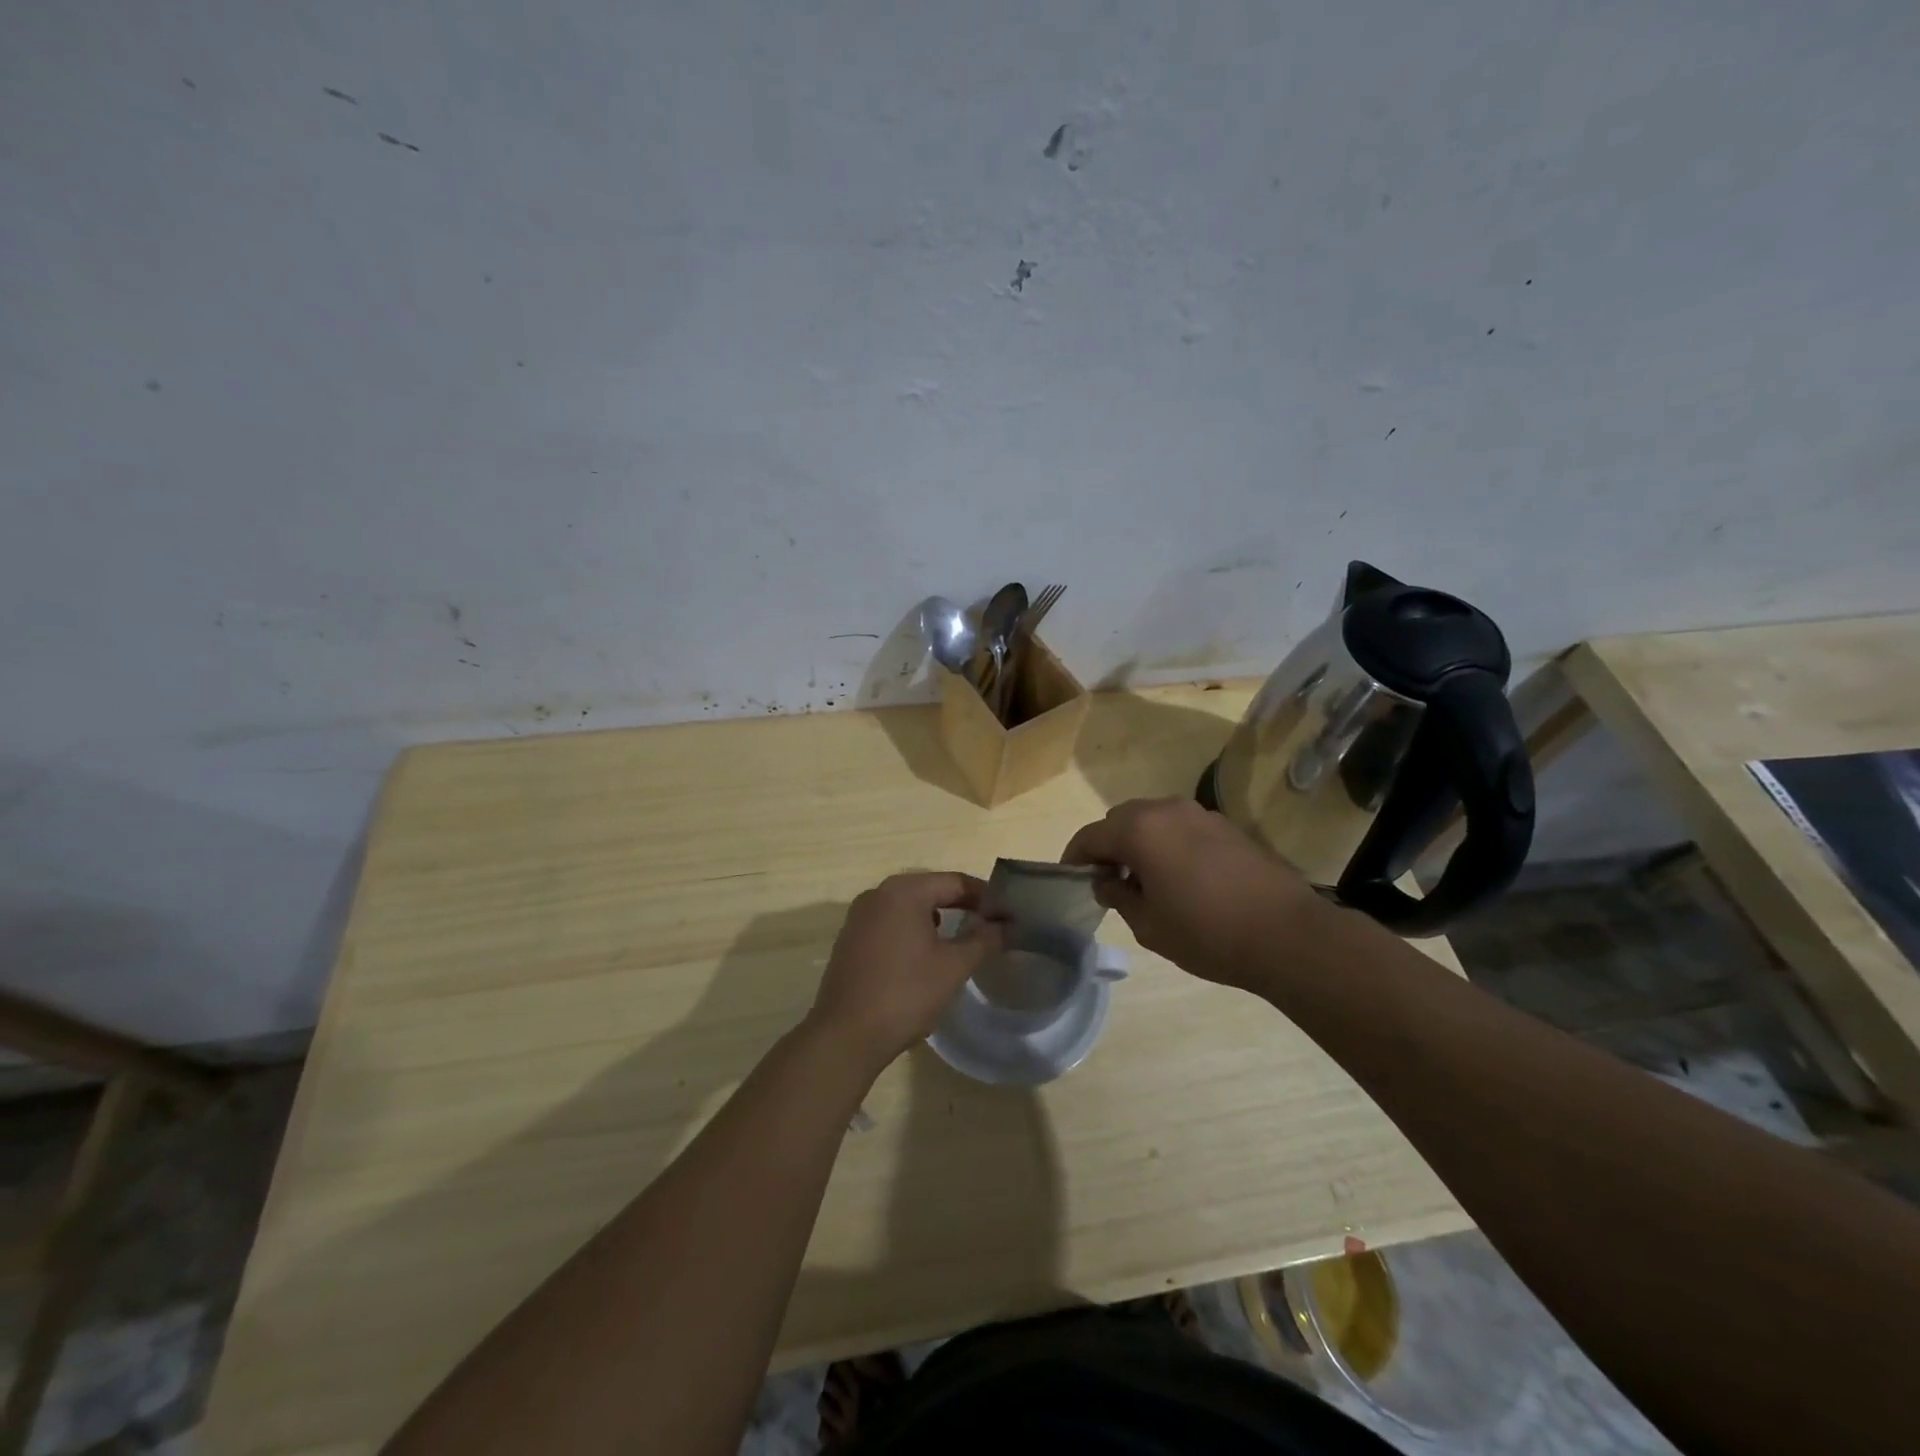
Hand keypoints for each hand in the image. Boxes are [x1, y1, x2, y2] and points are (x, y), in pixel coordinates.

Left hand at [807, 873, 1003, 1072]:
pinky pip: (890, 923)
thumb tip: (1005, 925)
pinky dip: (912, 930)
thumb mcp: (953, 966)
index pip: (954, 882)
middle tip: (990, 925)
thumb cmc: (905, 993)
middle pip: (930, 889)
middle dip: (961, 905)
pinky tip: (925, 955)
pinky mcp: (850, 939)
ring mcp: (859, 916)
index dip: (984, 896)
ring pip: (908, 907)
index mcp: (903, 891)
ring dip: (936, 918)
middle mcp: (878, 894)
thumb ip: (983, 939)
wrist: (845, 1035)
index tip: (1007, 913)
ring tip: (962, 939)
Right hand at [1063, 797, 1322, 989]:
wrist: (1287, 934)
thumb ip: (1118, 896)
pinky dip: (1167, 843)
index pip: (1091, 835)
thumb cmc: (1207, 933)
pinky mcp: (1226, 826)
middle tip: (1107, 880)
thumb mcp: (1148, 925)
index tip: (1071, 879)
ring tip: (1143, 879)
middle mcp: (1166, 810)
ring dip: (1138, 842)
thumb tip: (1107, 881)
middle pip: (1120, 820)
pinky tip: (1179, 876)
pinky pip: (1181, 827)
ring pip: (1152, 819)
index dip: (1074, 857)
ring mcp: (1200, 814)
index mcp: (1140, 830)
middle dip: (1107, 845)